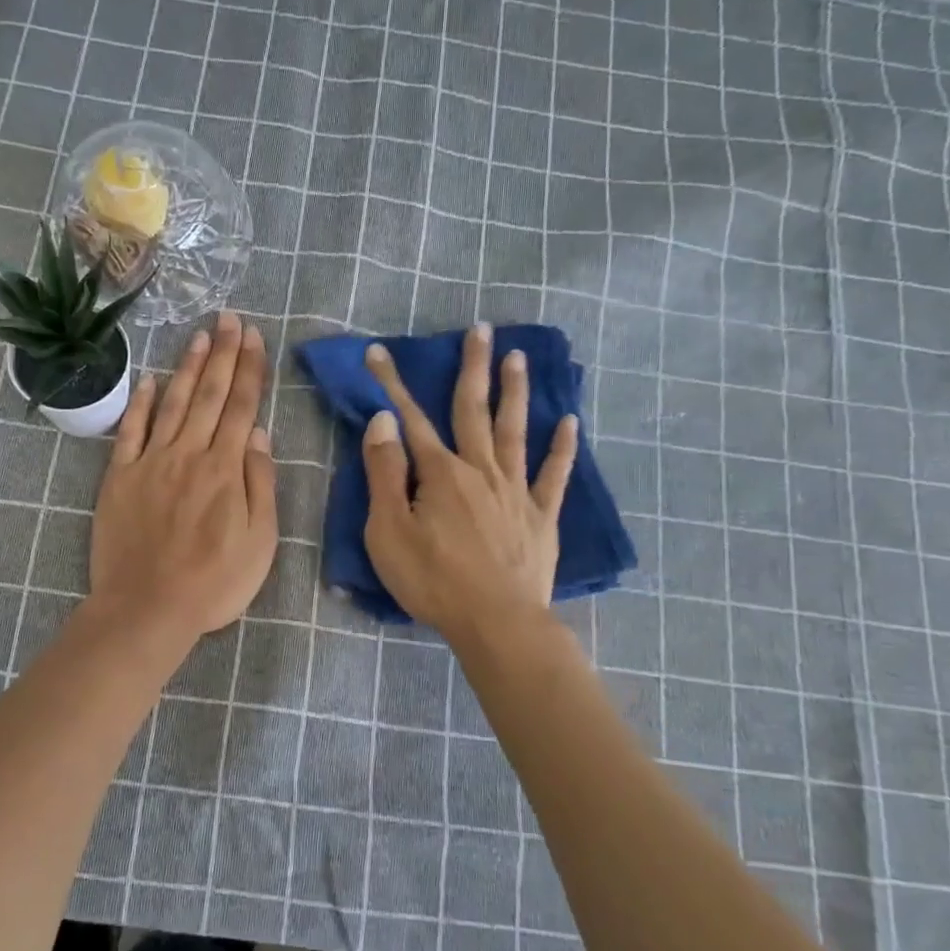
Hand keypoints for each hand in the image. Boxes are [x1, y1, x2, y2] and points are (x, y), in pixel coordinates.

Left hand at [90, 311, 277, 639]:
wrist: (147, 608)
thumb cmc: (213, 583)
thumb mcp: (260, 542)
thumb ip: (261, 484)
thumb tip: (259, 435)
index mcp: (225, 470)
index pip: (241, 407)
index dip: (249, 369)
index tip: (254, 337)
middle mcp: (188, 454)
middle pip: (208, 395)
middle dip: (223, 353)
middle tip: (230, 317)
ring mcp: (150, 463)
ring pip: (172, 404)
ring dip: (187, 367)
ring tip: (199, 335)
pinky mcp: (119, 478)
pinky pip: (130, 431)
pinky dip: (140, 403)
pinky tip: (150, 380)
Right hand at [361, 323, 577, 643]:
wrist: (497, 622)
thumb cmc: (433, 581)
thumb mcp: (389, 531)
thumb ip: (385, 474)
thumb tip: (384, 422)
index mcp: (441, 474)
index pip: (410, 419)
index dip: (392, 384)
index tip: (379, 352)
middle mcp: (481, 470)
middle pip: (474, 410)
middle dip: (474, 367)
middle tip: (481, 328)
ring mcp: (516, 491)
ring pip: (515, 430)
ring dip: (515, 392)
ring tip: (519, 357)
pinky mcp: (541, 516)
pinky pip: (554, 474)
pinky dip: (562, 447)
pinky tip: (570, 421)